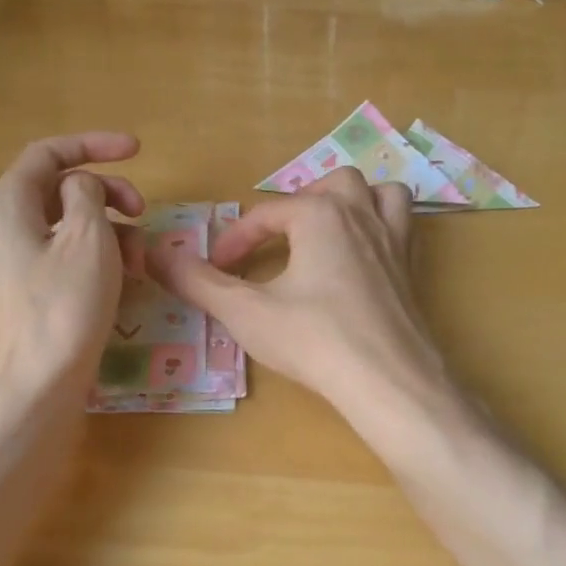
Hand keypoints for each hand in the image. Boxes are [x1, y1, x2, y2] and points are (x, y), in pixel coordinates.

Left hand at [0, 132, 143, 397]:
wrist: (34, 388)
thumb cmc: (64, 306)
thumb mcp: (88, 237)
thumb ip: (88, 194)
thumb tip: (81, 188)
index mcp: (8, 203)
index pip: (49, 153)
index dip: (95, 144)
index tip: (138, 151)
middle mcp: (4, 226)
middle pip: (61, 188)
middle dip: (108, 193)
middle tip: (143, 211)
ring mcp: (15, 262)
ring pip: (69, 225)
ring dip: (111, 230)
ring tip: (142, 259)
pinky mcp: (30, 292)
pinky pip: (67, 256)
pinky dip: (99, 257)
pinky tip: (126, 279)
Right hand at [149, 168, 449, 426]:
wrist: (388, 381)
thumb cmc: (314, 340)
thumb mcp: (246, 312)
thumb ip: (199, 282)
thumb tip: (154, 254)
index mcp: (320, 215)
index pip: (267, 214)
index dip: (236, 239)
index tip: (217, 268)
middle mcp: (361, 215)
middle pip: (329, 185)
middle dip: (298, 204)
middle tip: (278, 239)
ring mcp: (394, 240)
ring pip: (378, 193)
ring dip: (352, 201)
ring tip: (327, 230)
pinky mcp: (412, 269)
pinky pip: (403, 225)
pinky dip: (383, 225)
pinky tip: (363, 257)